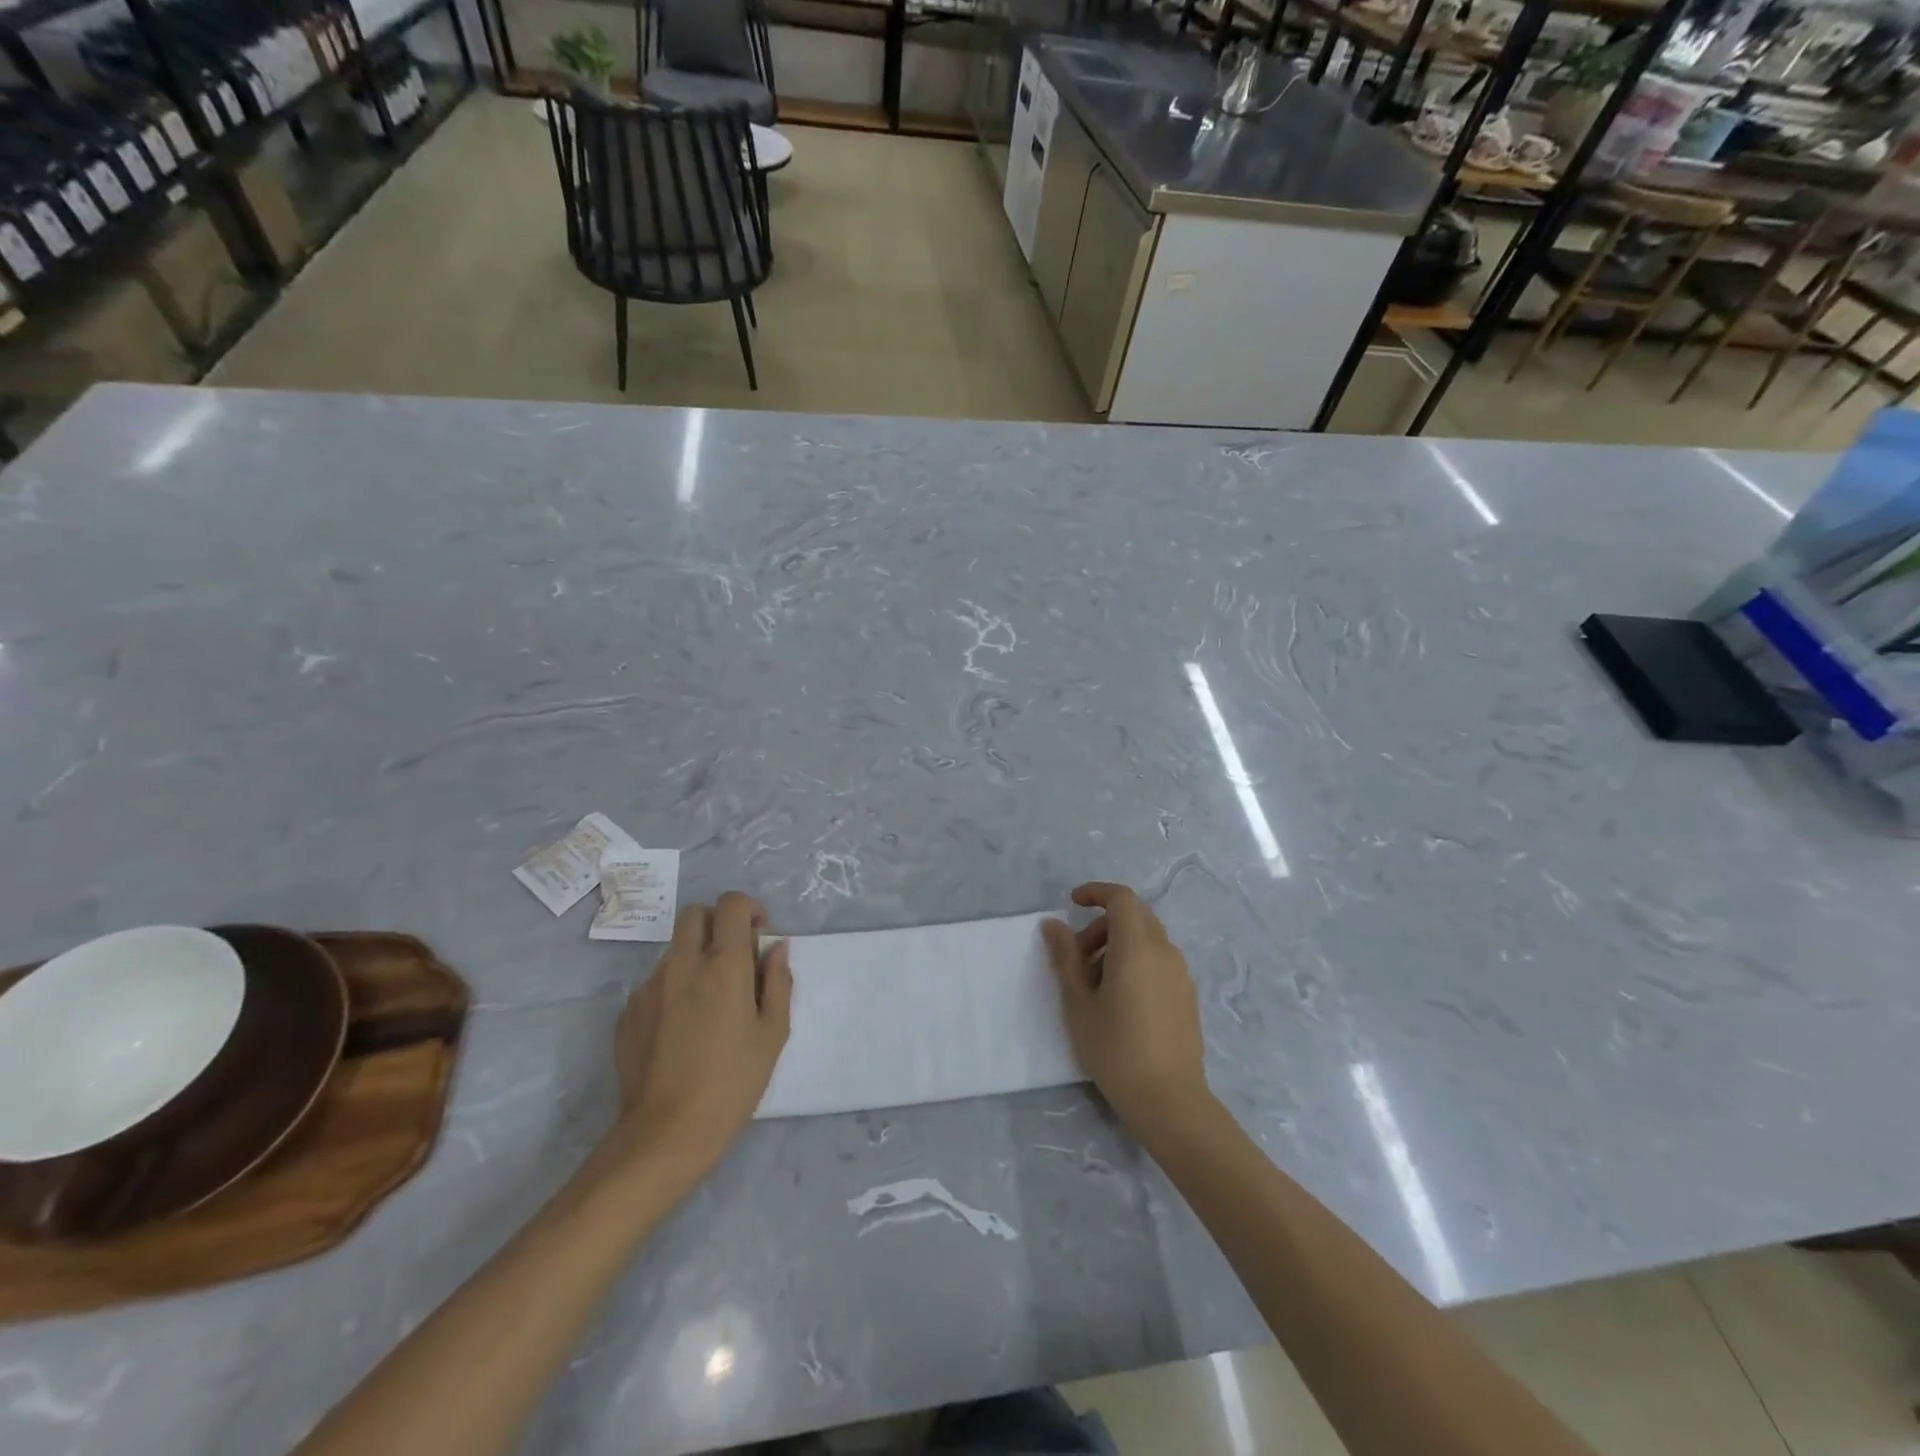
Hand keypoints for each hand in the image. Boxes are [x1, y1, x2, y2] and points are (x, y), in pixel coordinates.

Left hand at [612, 891, 791, 1179]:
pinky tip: (683, 1028)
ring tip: (709, 1002)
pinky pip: (656, 982)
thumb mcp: (773, 1033)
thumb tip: (775, 948)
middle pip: (694, 914)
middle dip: (717, 923)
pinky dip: (674, 988)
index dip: (749, 910)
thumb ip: (778, 982)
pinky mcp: (628, 1011)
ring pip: (674, 949)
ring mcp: (649, 986)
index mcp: (724, 964)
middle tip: (734, 958)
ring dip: (695, 957)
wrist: (665, 1133)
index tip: (759, 936)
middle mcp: (683, 964)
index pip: (731, 904)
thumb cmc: (732, 1083)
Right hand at [1043, 882, 1210, 1134]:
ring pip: (1147, 938)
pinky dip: (1136, 960)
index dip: (1096, 892)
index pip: (1121, 898)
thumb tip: (1053, 924)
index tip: (1072, 903)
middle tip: (1077, 955)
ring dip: (1118, 944)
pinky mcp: (1187, 994)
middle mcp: (1164, 951)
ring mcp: (1180, 973)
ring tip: (1095, 983)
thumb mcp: (1079, 1003)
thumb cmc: (1116, 1049)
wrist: (1169, 1100)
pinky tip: (1120, 998)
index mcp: (1137, 947)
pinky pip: (1159, 959)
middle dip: (1103, 923)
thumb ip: (1066, 958)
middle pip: (1135, 916)